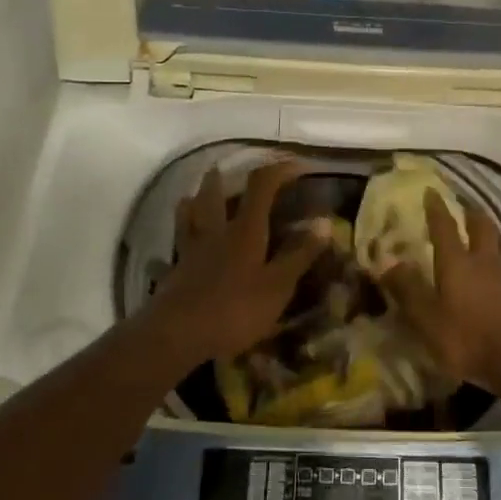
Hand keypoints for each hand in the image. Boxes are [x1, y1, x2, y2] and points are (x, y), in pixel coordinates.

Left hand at [147, 159, 323, 365]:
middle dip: (222, 178)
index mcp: (245, 231)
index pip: (261, 186)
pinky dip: (181, 234)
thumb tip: (325, 221)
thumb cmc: (235, 309)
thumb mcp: (278, 286)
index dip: (279, 170)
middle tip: (225, 169)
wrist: (178, 334)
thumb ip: (300, 254)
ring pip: (189, 214)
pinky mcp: (175, 271)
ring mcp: (191, 250)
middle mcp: (216, 232)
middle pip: (214, 194)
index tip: (297, 164)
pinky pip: (178, 243)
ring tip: (194, 196)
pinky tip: (182, 243)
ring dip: (194, 200)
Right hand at [381, 191, 500, 392]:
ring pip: (495, 247)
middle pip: (480, 228)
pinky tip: (488, 274)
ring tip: (475, 238)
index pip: (445, 227)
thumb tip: (386, 261)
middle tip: (462, 209)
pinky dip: (492, 262)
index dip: (436, 208)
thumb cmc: (466, 337)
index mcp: (457, 262)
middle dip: (470, 214)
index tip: (431, 191)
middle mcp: (482, 262)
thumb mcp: (427, 318)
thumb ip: (407, 289)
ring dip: (485, 237)